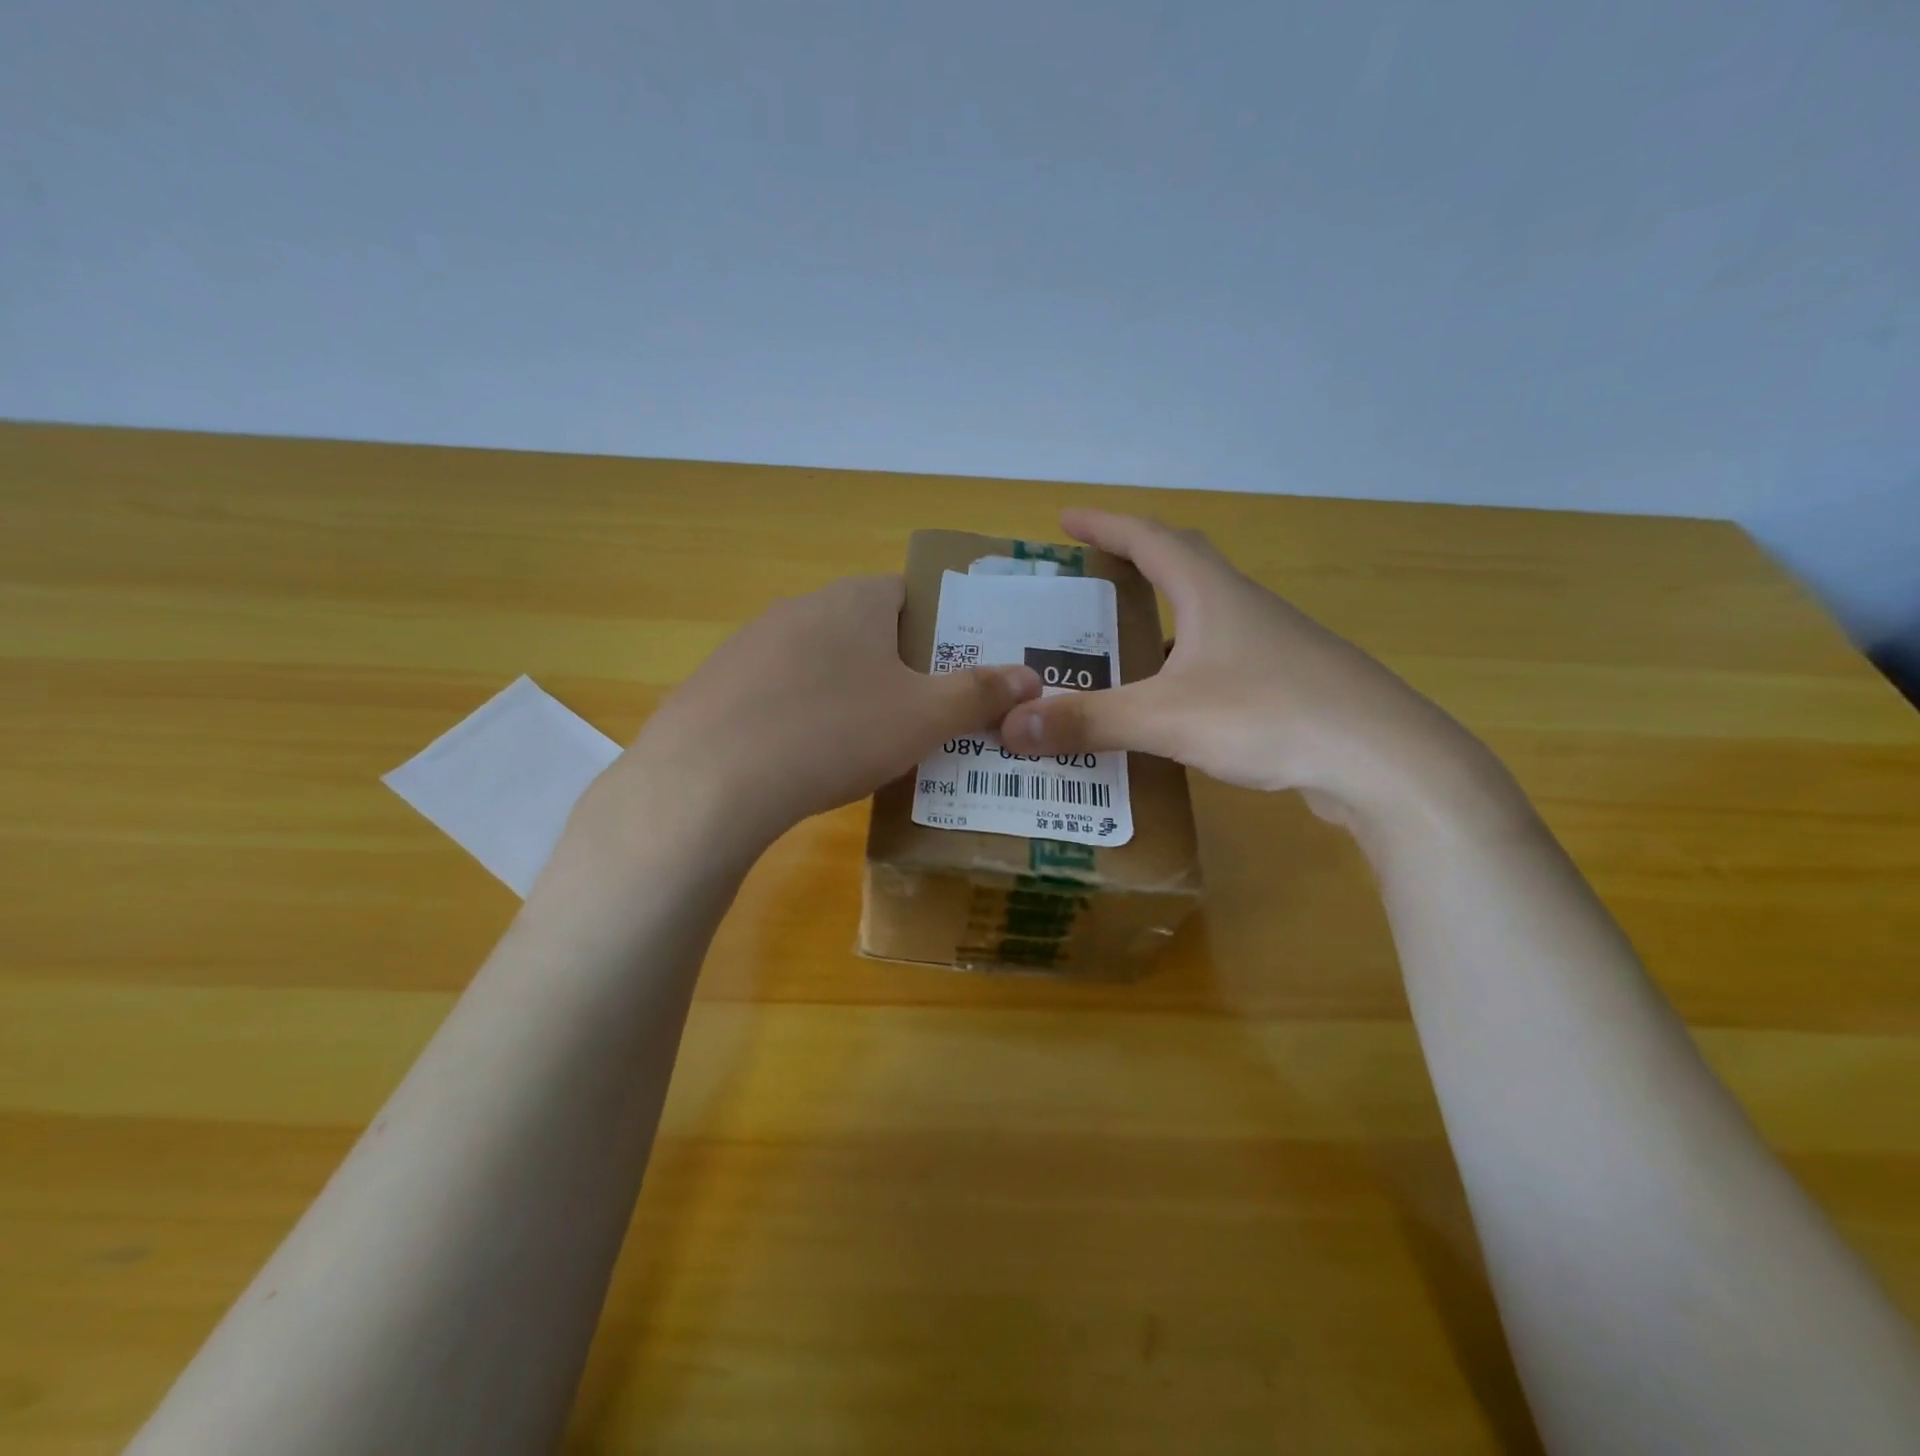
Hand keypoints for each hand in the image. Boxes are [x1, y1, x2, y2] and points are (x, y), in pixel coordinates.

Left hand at [570, 574, 1041, 868]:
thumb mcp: (923, 717)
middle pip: (866, 628)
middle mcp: (801, 607)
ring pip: (819, 661)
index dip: (942, 628)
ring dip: (847, 691)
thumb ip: (980, 693)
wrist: (709, 781)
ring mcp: (750, 644)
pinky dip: (799, 715)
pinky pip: (776, 693)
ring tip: (866, 743)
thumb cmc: (835, 732)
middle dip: (897, 666)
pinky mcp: (716, 684)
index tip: (954, 672)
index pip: (912, 592)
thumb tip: (1032, 676)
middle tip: (922, 715)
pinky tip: (803, 759)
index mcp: (855, 600)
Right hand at [998, 510, 1505, 833]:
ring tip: (1118, 644)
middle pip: (1183, 565)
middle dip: (1134, 561)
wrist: (1387, 764)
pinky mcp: (1289, 686)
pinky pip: (1222, 660)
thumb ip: (1089, 720)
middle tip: (1091, 576)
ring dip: (1161, 619)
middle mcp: (1244, 609)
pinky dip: (1184, 666)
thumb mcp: (1167, 718)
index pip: (1150, 539)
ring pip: (1204, 617)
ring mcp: (1273, 647)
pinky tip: (1171, 702)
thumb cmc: (1272, 717)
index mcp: (1212, 594)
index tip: (1065, 519)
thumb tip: (1010, 725)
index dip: (1105, 524)